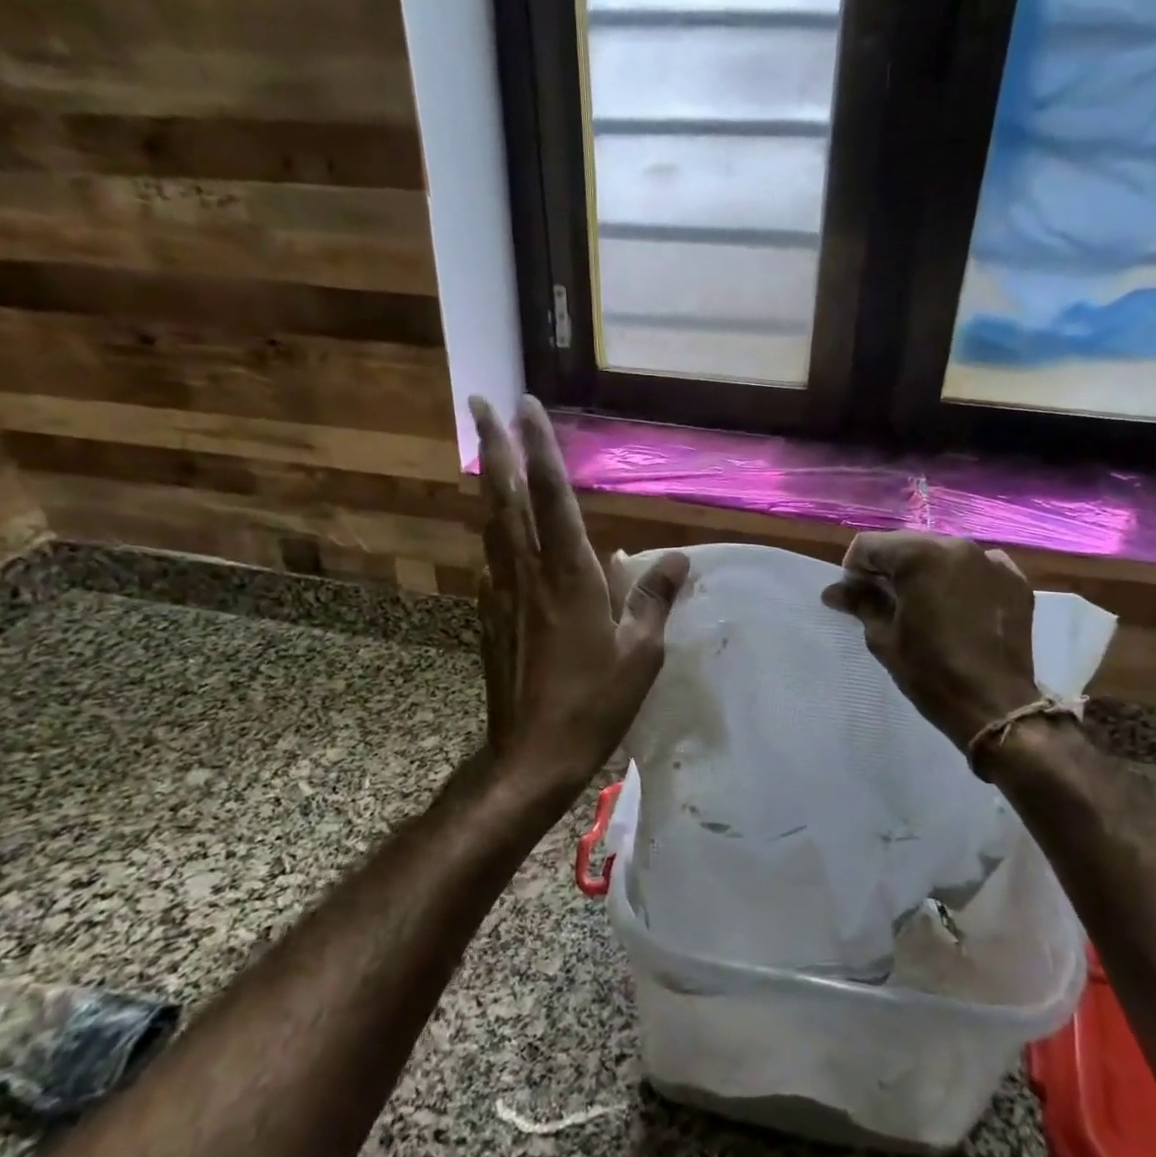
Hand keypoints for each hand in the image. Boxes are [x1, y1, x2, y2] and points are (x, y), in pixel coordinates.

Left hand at [471, 395, 687, 793]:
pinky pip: (492, 559)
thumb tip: (676, 558)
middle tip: (479, 402)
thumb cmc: (595, 703)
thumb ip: (654, 599)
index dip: (540, 448)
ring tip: (485, 449)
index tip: (527, 406)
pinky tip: (500, 529)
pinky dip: (494, 529)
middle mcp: (529, 573)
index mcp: (570, 576)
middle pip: (506, 496)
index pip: (553, 496)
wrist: (532, 754)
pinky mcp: (490, 616)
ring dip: (488, 480)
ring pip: (491, 523)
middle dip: (492, 445)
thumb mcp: (641, 654)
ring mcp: (502, 593)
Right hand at [821, 532, 1040, 752]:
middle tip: (884, 601)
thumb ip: (860, 603)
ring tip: (922, 605)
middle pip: (906, 544)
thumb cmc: (930, 671)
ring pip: (942, 553)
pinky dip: (959, 580)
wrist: (993, 705)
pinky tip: (956, 608)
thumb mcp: (883, 637)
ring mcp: (990, 561)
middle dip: (889, 567)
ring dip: (924, 572)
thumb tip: (833, 591)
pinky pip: (976, 568)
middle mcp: (956, 546)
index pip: (869, 545)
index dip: (854, 569)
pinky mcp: (1014, 580)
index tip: (855, 597)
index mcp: (919, 556)